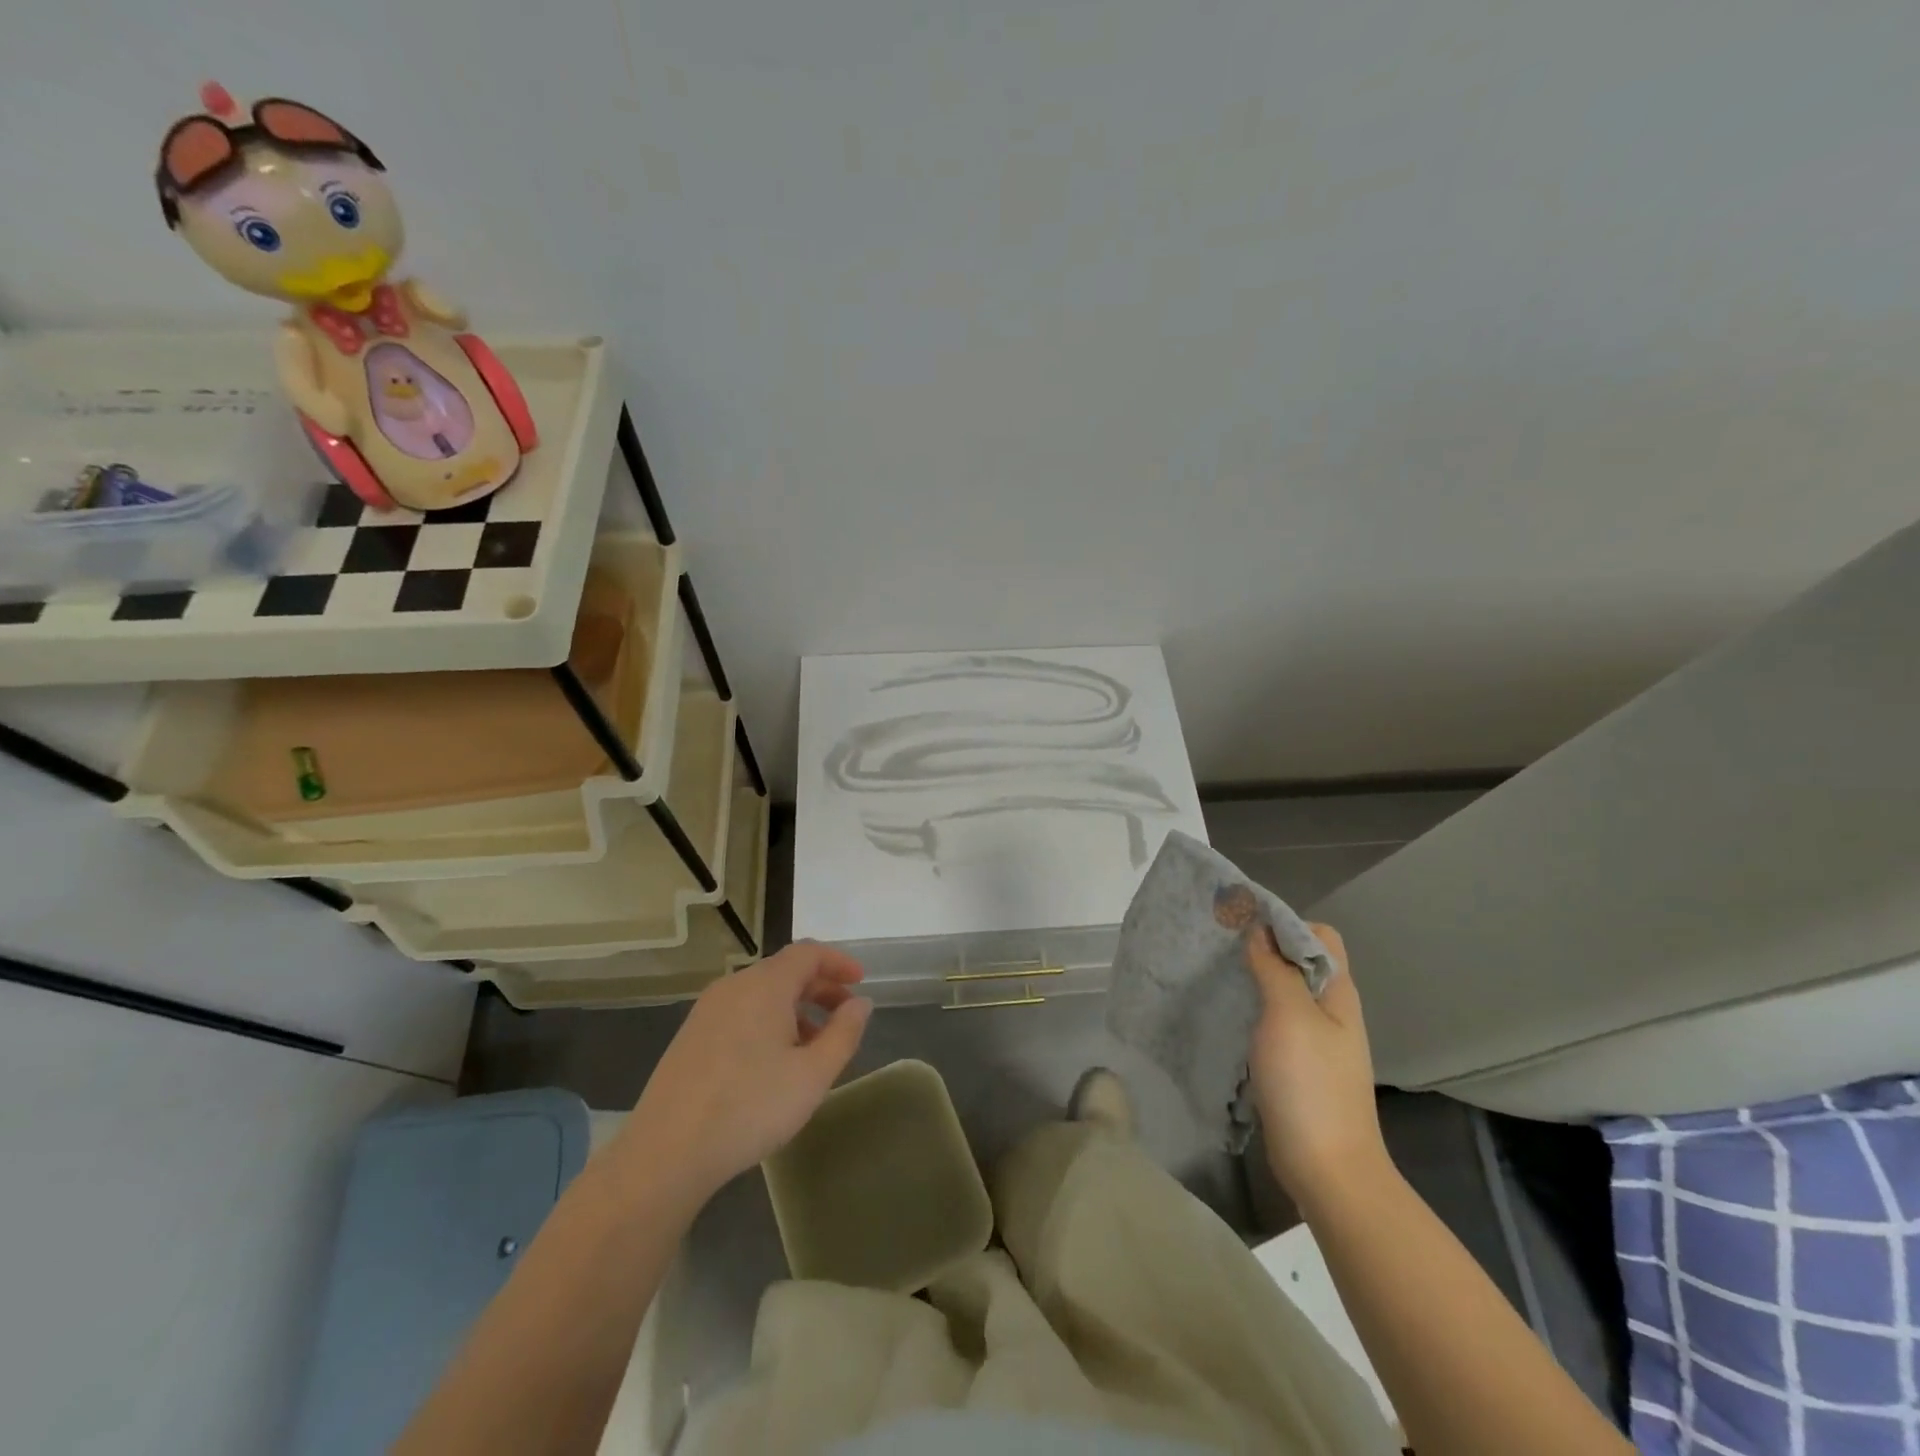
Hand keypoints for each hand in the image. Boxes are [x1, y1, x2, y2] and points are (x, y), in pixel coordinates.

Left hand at [618, 943, 872, 1202]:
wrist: (666, 1153)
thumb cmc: (750, 1107)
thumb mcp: (813, 1075)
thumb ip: (844, 1033)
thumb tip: (860, 1003)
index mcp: (765, 985)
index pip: (808, 953)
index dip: (838, 962)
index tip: (861, 982)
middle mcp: (734, 986)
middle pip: (784, 971)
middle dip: (820, 988)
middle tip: (845, 1015)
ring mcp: (707, 1010)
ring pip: (762, 994)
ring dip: (795, 1008)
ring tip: (814, 1046)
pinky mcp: (691, 1036)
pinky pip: (741, 1012)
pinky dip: (768, 1022)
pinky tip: (774, 1062)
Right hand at [1245, 923, 1390, 1204]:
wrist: (1327, 1169)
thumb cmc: (1310, 1085)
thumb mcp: (1289, 1015)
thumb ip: (1274, 968)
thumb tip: (1259, 929)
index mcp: (1338, 992)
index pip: (1319, 935)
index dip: (1285, 923)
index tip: (1242, 926)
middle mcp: (1331, 1009)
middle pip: (1300, 960)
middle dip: (1263, 947)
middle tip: (1221, 950)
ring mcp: (1316, 1039)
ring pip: (1285, 990)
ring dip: (1255, 979)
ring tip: (1218, 977)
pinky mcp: (1298, 1064)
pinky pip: (1274, 1021)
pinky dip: (1253, 1010)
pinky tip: (1229, 1015)